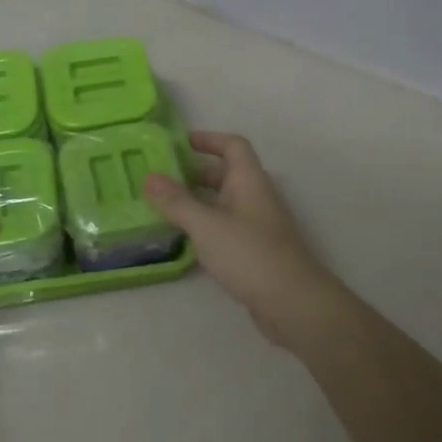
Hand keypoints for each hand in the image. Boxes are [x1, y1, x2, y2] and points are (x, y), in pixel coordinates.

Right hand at [143, 132, 335, 324]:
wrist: (292, 302)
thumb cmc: (249, 254)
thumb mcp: (206, 225)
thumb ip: (176, 201)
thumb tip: (149, 176)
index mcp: (249, 180)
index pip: (232, 145)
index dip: (208, 139)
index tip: (178, 144)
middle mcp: (256, 196)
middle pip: (225, 174)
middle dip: (194, 173)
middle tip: (161, 179)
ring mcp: (258, 224)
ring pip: (224, 203)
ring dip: (197, 201)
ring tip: (164, 207)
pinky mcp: (255, 250)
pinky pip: (226, 227)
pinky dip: (205, 226)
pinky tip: (185, 239)